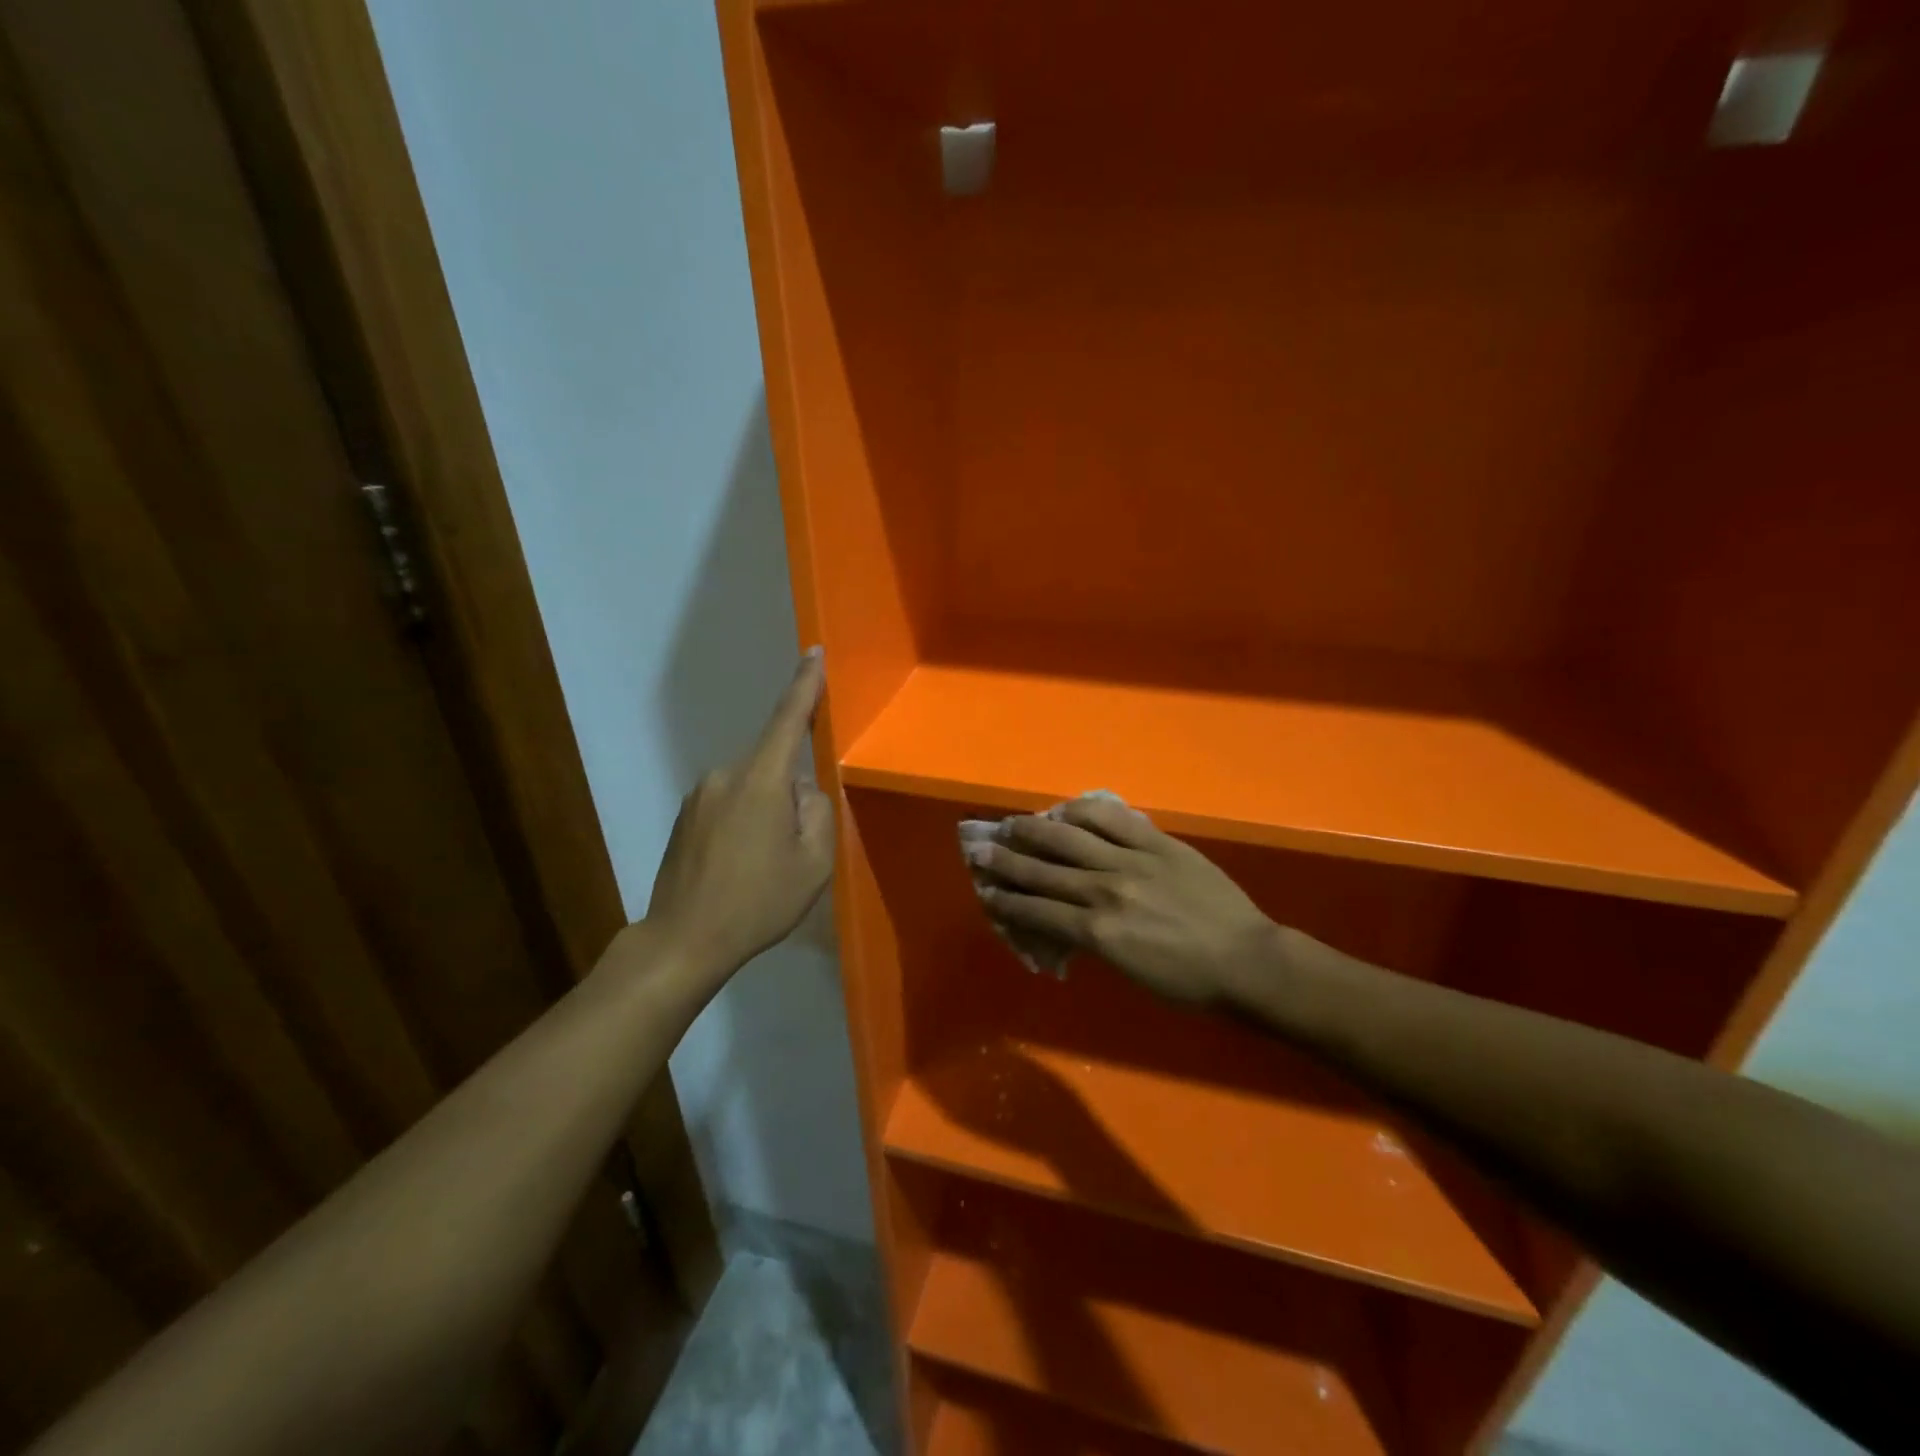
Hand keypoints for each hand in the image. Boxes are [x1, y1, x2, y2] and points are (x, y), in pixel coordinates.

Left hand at [645, 649, 834, 979]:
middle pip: (774, 768)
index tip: (813, 653)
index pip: (787, 720)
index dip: (804, 685)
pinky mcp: (685, 815)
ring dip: (766, 813)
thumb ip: (817, 812)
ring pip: (752, 788)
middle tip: (792, 849)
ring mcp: (699, 794)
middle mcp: (725, 775)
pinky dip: (744, 824)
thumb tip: (802, 789)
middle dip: (790, 796)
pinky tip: (740, 866)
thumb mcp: (813, 863)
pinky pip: (729, 804)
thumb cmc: (758, 902)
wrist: (684, 940)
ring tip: (762, 864)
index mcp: (760, 781)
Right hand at [970, 796, 1280, 1005]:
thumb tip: (1066, 921)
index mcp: (1097, 930)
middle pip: (1044, 871)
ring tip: (1013, 824)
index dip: (1008, 900)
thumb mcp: (1128, 969)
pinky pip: (1114, 819)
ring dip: (1035, 831)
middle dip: (1007, 861)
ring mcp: (1132, 861)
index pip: (1039, 910)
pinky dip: (1085, 811)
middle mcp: (1105, 890)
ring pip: (1071, 839)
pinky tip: (1065, 808)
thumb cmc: (1188, 980)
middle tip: (981, 850)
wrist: (1245, 959)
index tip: (987, 890)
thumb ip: (1092, 939)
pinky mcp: (1157, 843)